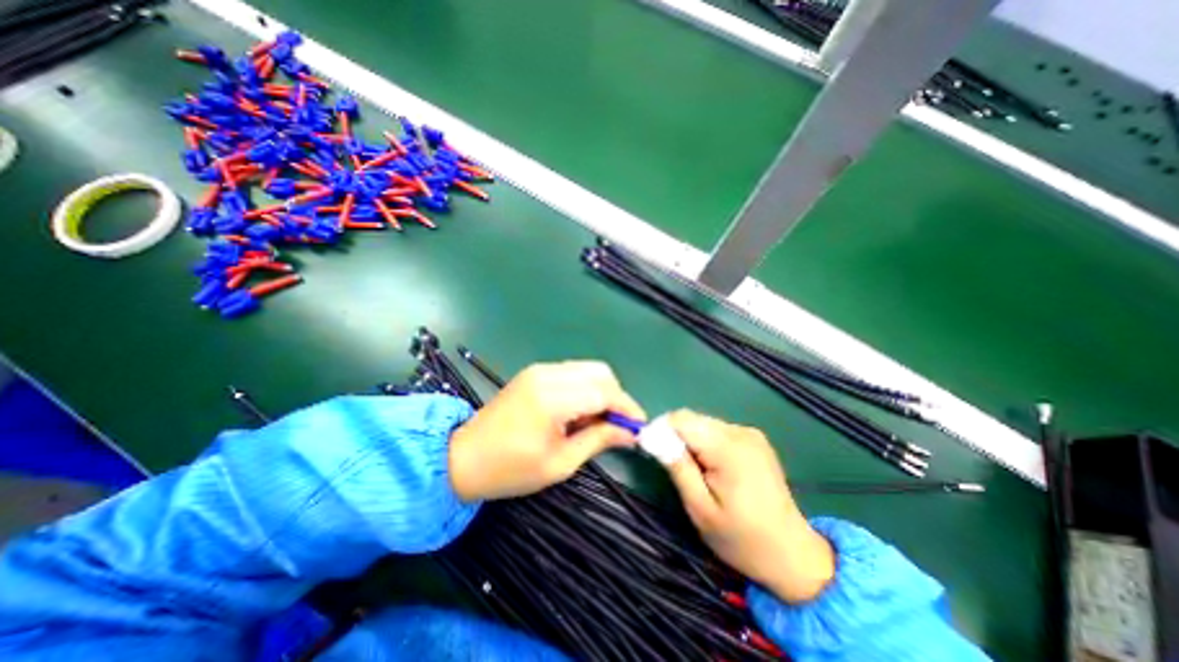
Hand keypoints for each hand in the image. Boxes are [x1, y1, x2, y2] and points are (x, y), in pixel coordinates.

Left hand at [448, 362, 643, 502]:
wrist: (462, 457)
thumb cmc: (510, 469)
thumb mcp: (560, 463)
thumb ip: (599, 440)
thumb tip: (630, 433)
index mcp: (552, 398)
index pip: (604, 392)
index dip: (627, 408)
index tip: (639, 426)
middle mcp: (548, 374)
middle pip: (600, 372)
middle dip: (617, 396)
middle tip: (619, 425)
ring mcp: (540, 370)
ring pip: (588, 370)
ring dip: (602, 391)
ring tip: (599, 421)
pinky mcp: (535, 372)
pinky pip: (572, 373)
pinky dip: (585, 388)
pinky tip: (580, 412)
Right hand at [662, 411, 838, 603]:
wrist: (792, 554)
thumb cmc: (741, 538)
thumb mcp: (700, 509)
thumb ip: (678, 468)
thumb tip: (653, 437)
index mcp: (728, 448)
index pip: (681, 419)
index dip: (661, 430)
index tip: (653, 451)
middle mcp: (740, 432)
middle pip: (693, 419)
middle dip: (677, 438)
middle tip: (677, 469)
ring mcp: (750, 433)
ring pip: (704, 423)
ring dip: (692, 441)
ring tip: (698, 472)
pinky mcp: (755, 438)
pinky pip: (718, 431)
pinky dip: (707, 444)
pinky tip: (714, 468)